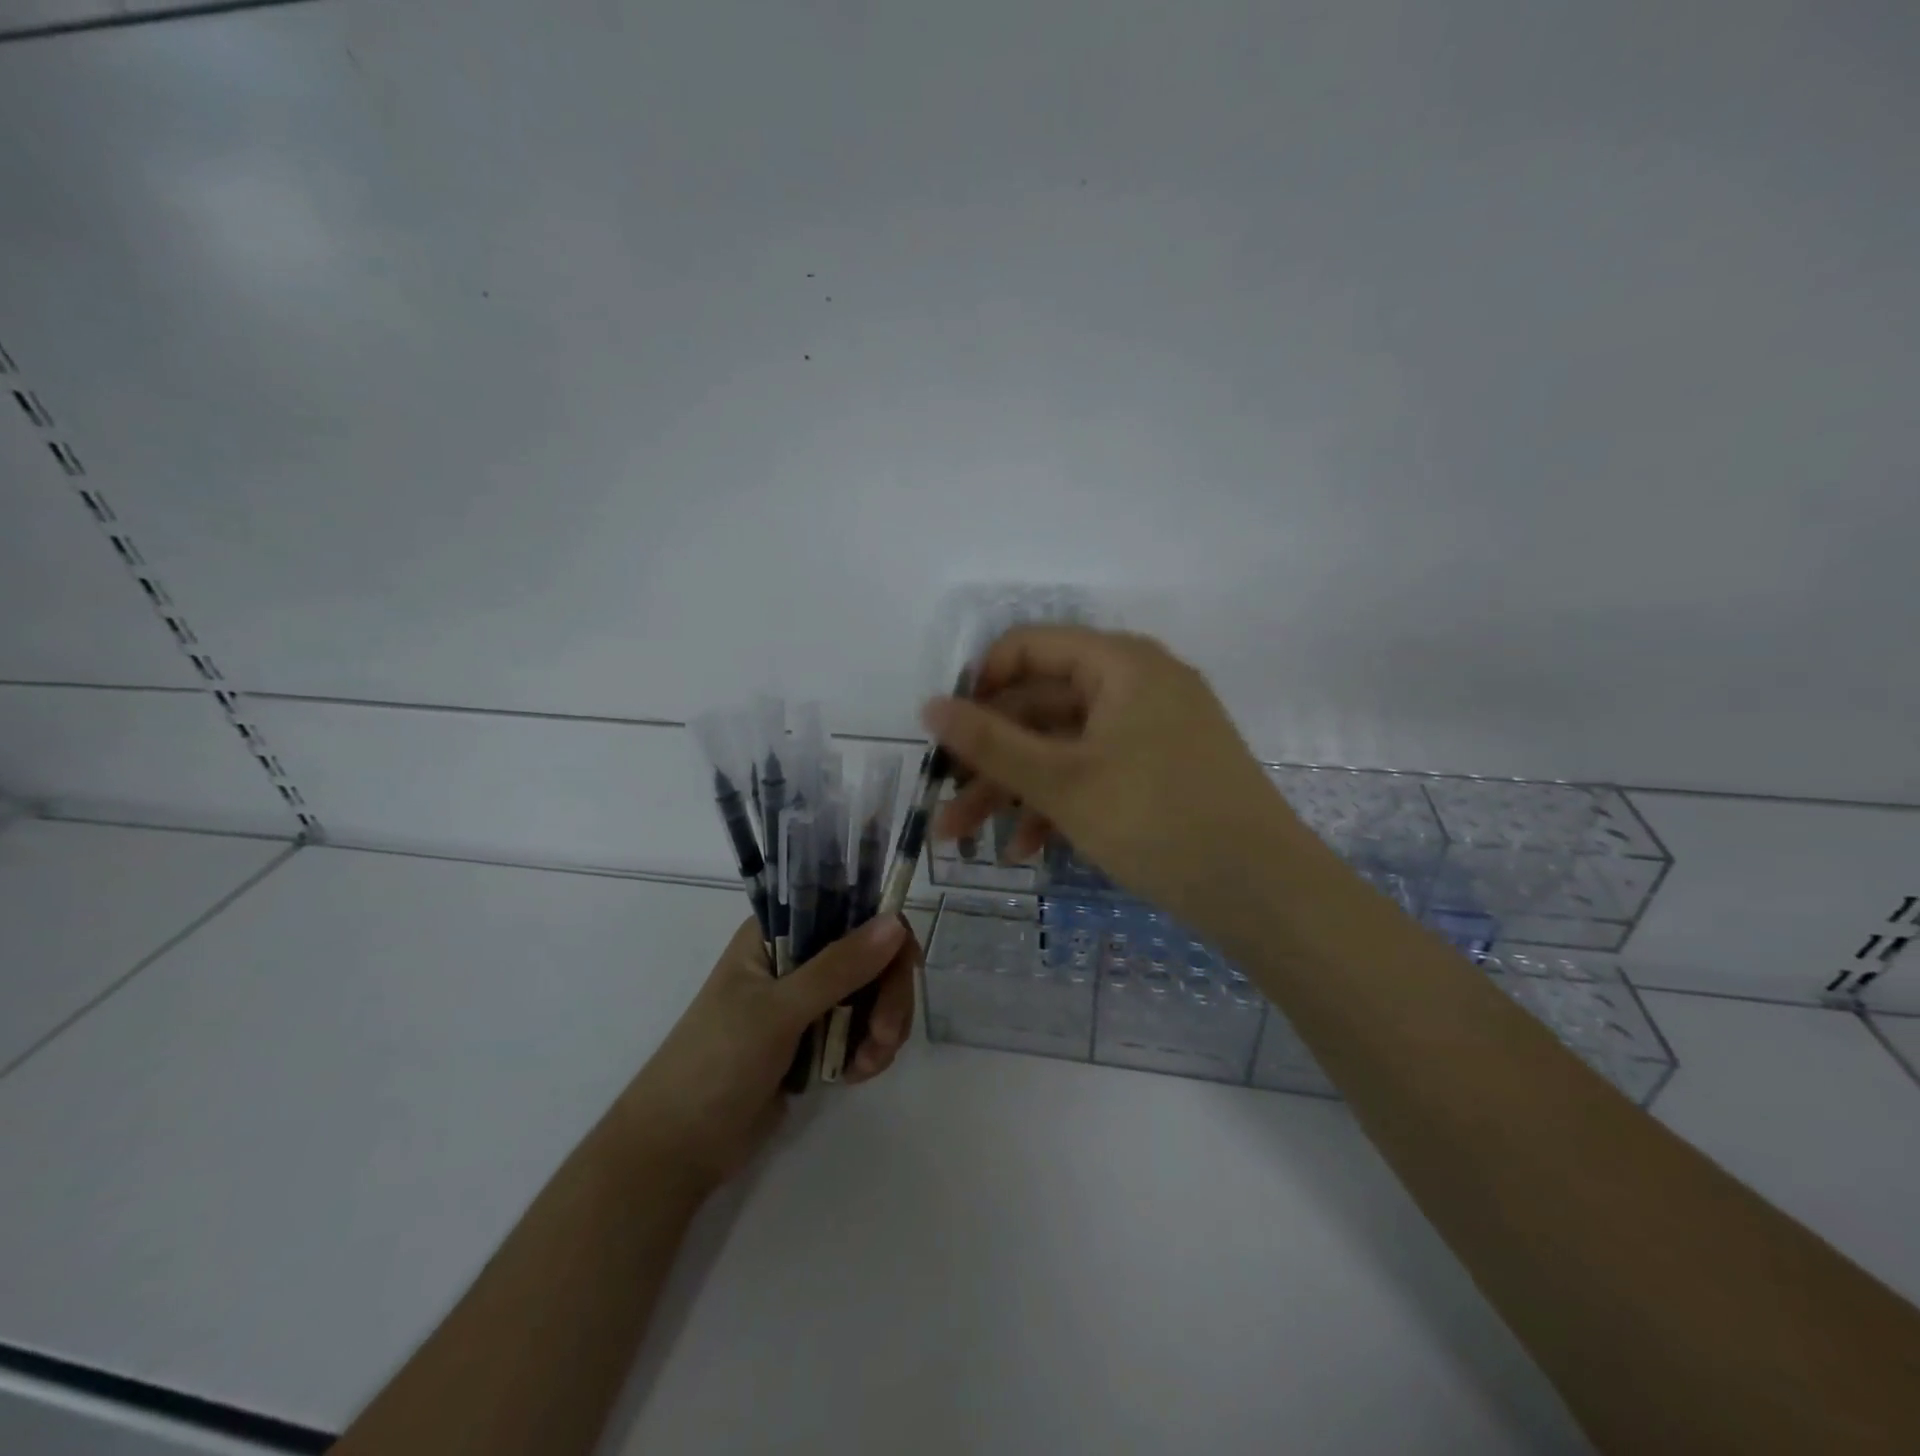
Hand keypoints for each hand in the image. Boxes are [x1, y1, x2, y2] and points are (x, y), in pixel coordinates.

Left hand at [616, 915, 918, 1192]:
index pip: (847, 909)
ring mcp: (807, 1000)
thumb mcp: (778, 1011)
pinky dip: (869, 1050)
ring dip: (882, 1027)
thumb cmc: (716, 1063)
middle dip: (887, 994)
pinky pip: (863, 1029)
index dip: (883, 929)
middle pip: (870, 954)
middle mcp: (796, 957)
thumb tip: (896, 922)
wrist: (679, 1149)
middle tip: (886, 1035)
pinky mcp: (815, 1039)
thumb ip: (839, 968)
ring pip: (872, 994)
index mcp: (776, 932)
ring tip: (867, 1064)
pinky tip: (856, 1075)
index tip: (906, 964)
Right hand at [926, 626, 1310, 930]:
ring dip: (1014, 789)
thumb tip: (929, 705)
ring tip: (967, 839)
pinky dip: (1058, 803)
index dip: (979, 687)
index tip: (946, 735)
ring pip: (1063, 746)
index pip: (1029, 648)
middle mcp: (1136, 684)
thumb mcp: (1062, 781)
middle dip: (989, 758)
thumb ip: (990, 742)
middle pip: (1041, 706)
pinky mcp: (1161, 770)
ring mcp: (1151, 729)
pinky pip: (1095, 771)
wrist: (1264, 892)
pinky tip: (1027, 848)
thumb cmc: (1157, 819)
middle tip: (945, 804)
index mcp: (1119, 663)